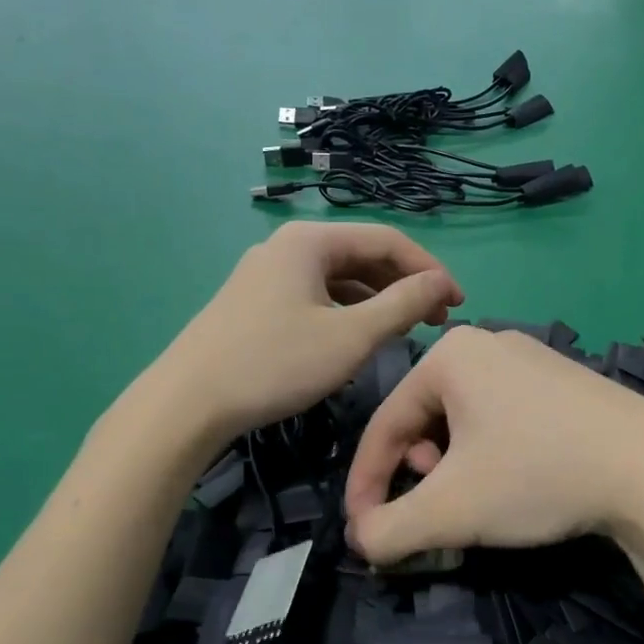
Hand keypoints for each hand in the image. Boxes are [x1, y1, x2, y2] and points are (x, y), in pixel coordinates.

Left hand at [158, 223, 461, 441]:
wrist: (187, 403)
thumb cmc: (275, 364)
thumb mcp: (351, 337)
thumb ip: (403, 305)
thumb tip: (442, 283)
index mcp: (310, 241)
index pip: (388, 240)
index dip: (429, 270)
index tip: (457, 304)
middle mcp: (287, 246)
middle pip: (361, 256)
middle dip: (403, 286)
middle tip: (435, 322)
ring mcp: (266, 273)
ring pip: (337, 279)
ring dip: (376, 301)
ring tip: (404, 331)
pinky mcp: (254, 301)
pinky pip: (314, 296)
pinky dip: (345, 312)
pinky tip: (358, 338)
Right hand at [344, 327, 643, 563]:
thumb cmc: (537, 474)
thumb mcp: (452, 509)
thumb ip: (390, 529)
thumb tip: (363, 540)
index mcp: (451, 354)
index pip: (385, 422)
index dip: (366, 482)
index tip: (362, 530)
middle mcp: (488, 343)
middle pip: (424, 417)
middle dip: (416, 471)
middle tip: (435, 508)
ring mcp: (532, 359)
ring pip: (464, 418)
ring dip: (452, 465)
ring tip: (474, 497)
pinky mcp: (564, 381)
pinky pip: (503, 415)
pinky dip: (490, 452)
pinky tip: (516, 480)